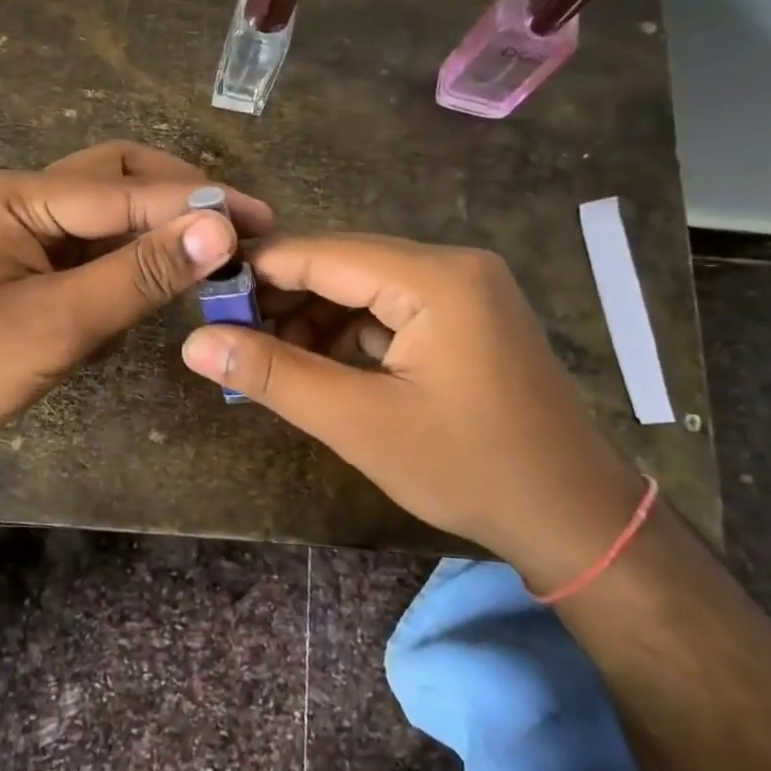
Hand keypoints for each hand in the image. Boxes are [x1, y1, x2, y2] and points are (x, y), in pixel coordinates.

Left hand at [0, 142, 271, 479]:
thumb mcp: (57, 323)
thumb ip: (139, 275)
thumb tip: (219, 229)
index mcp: (19, 194)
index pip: (127, 189)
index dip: (197, 205)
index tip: (261, 221)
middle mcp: (22, 199)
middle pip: (118, 179)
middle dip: (179, 200)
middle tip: (239, 229)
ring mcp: (23, 234)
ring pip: (107, 216)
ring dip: (157, 230)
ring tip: (212, 255)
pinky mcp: (27, 270)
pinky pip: (91, 252)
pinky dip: (129, 262)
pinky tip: (158, 283)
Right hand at [180, 234, 643, 587]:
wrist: (574, 517)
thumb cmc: (470, 469)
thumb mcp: (360, 424)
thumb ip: (275, 376)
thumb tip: (196, 343)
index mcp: (435, 278)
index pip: (322, 253)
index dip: (258, 271)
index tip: (205, 297)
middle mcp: (453, 265)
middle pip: (343, 264)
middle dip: (283, 298)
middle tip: (229, 335)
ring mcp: (466, 289)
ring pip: (364, 287)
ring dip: (313, 318)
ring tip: (267, 358)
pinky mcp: (467, 316)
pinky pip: (390, 308)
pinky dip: (349, 333)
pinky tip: (318, 364)